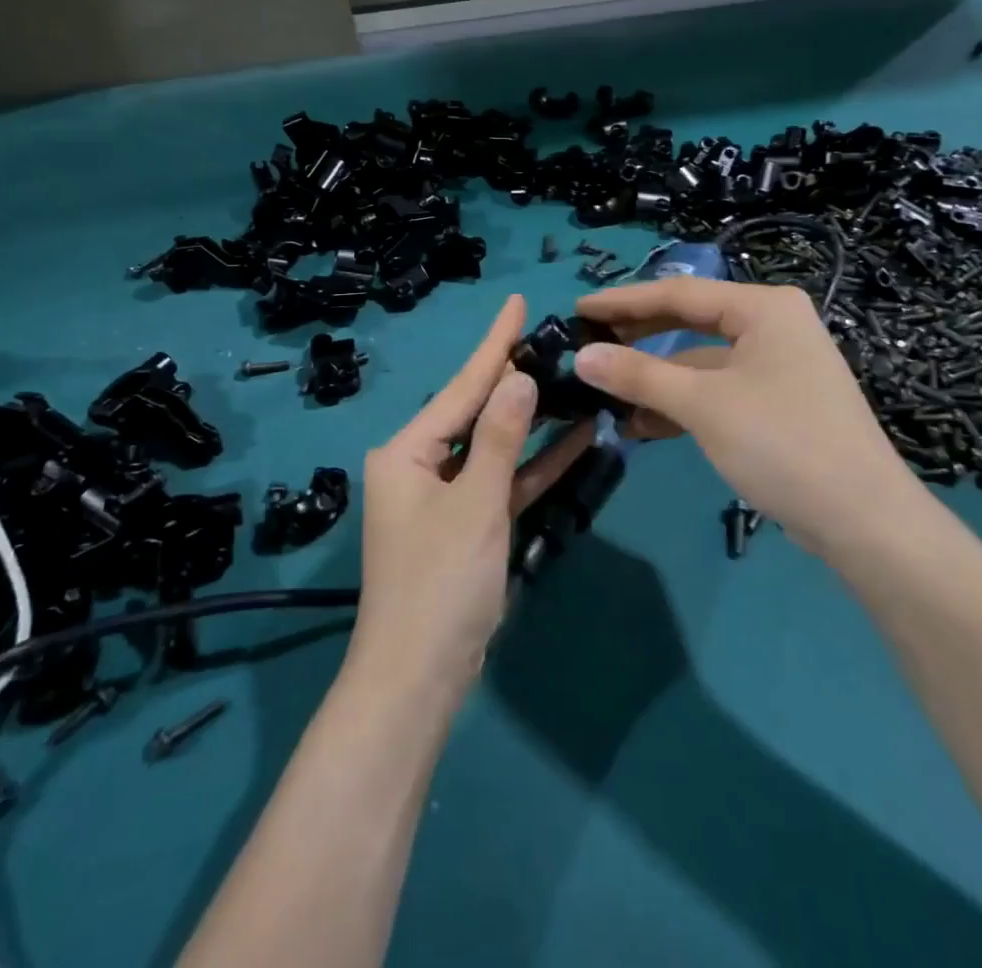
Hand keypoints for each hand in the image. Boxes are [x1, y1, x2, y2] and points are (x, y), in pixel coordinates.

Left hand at [347, 295, 591, 705]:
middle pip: (476, 411)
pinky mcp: (468, 524)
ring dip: (532, 421)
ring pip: (494, 446)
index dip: (493, 343)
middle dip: (514, 379)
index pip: (460, 386)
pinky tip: (575, 439)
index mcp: (407, 451)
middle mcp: (421, 465)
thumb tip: (518, 377)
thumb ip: (499, 438)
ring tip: (571, 378)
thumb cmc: (440, 584)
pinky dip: (534, 465)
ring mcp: (445, 496)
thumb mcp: (475, 504)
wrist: (419, 679)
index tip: (518, 302)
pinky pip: (503, 482)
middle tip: (555, 340)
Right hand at [574, 278, 925, 558]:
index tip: (577, 309)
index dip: (623, 301)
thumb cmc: (782, 443)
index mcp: (763, 307)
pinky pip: (715, 391)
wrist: (863, 521)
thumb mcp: (703, 404)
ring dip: (654, 379)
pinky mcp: (775, 403)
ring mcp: (776, 366)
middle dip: (637, 337)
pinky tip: (641, 425)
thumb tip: (581, 356)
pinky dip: (680, 404)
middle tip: (586, 344)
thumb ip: (638, 374)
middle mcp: (772, 326)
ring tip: (603, 392)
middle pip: (689, 322)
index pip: (678, 293)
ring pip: (699, 361)